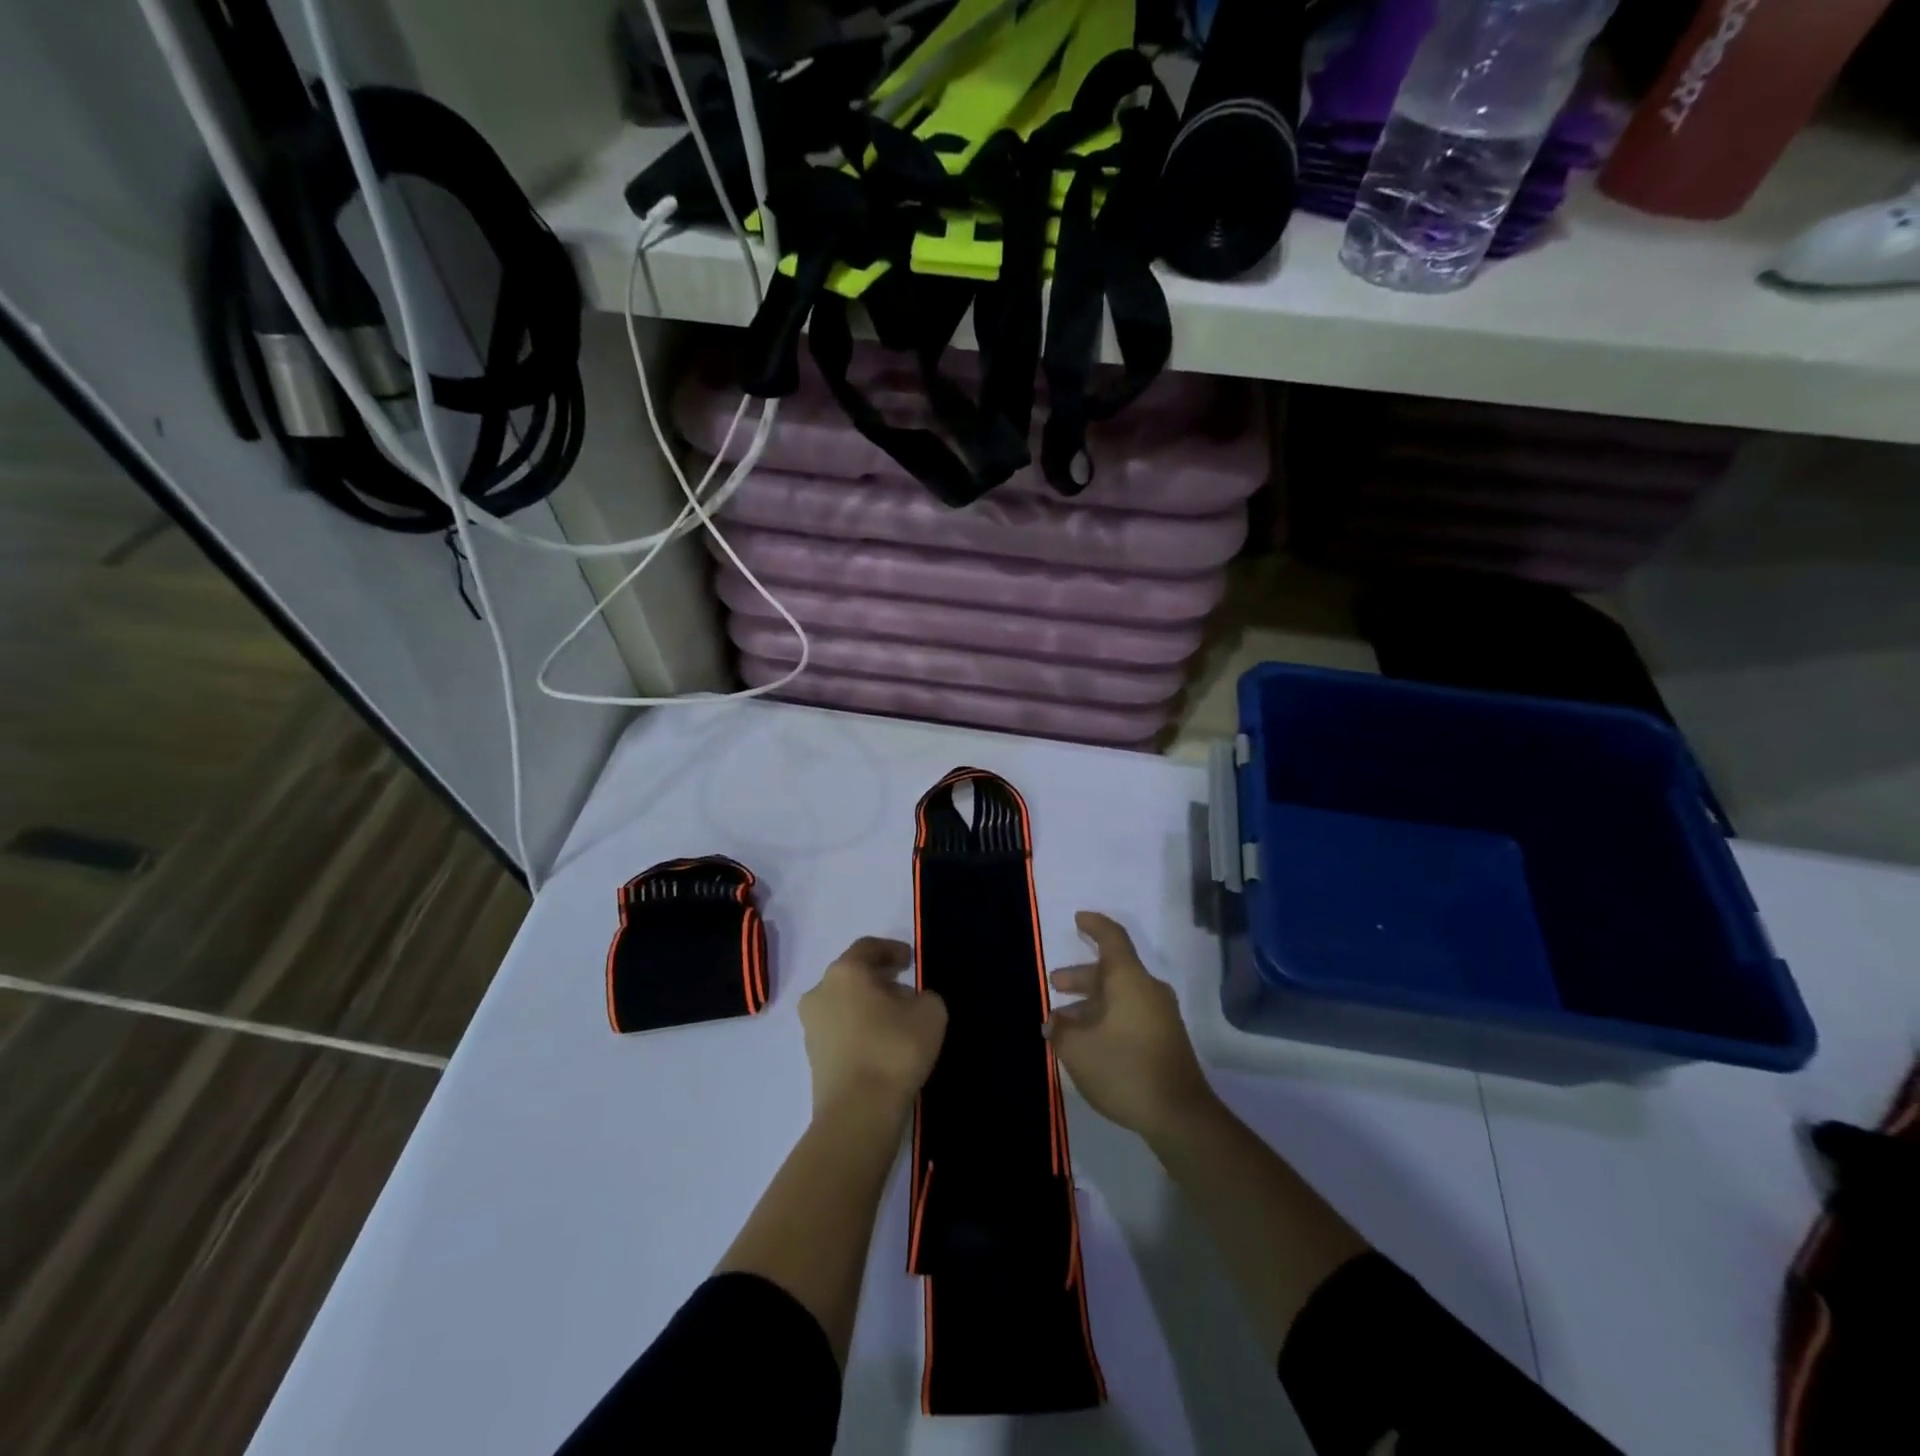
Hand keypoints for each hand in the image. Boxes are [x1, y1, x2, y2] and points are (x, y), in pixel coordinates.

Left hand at [800, 937, 946, 1124]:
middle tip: (905, 989)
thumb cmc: (894, 1049)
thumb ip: (924, 996)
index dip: (892, 950)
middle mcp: (820, 991)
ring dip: (867, 1005)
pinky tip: (881, 1044)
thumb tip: (911, 1001)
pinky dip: (858, 1028)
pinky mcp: (812, 1057)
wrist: (858, 1112)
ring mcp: (811, 1026)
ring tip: (896, 1020)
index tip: (911, 961)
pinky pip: (839, 1030)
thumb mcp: (930, 1012)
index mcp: (845, 971)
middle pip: (852, 975)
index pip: (868, 947)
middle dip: (879, 979)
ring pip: (843, 1003)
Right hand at [1047, 912, 1217, 1145]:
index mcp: (1129, 980)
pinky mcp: (1164, 1038)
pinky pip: (1130, 1013)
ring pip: (1120, 994)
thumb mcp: (1078, 1050)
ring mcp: (1160, 1015)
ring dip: (1091, 1001)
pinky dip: (1106, 1016)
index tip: (1078, 919)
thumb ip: (1060, 1030)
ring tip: (1063, 1020)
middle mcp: (1148, 989)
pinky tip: (1087, 1039)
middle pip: (1112, 970)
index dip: (1094, 925)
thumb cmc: (1124, 1069)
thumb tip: (1054, 1022)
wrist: (1179, 1115)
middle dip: (1081, 976)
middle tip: (1054, 983)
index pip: (1112, 938)